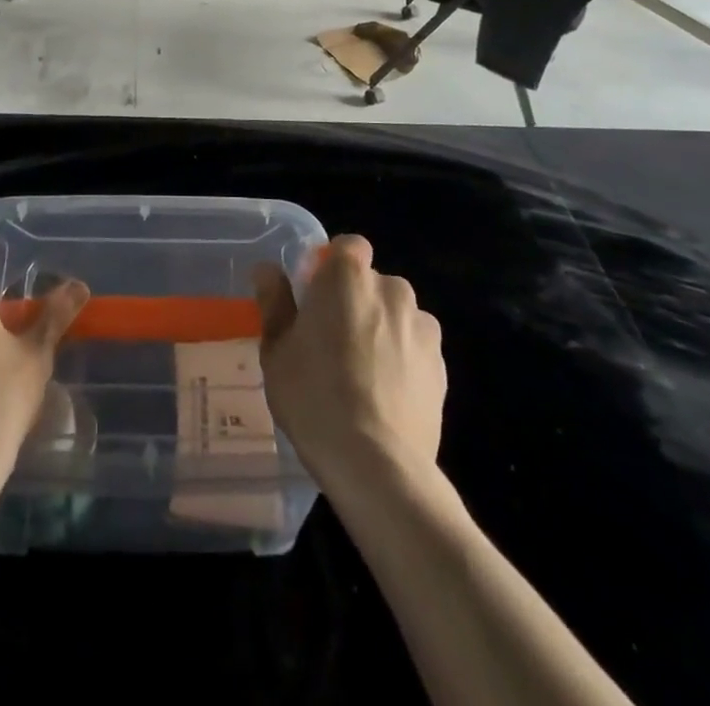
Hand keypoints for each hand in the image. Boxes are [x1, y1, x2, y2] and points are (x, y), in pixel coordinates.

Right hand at [255, 235, 445, 491]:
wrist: (376, 464)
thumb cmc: (314, 396)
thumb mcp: (276, 350)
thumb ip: (274, 302)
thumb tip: (268, 270)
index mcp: (347, 277)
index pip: (348, 246)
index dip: (332, 266)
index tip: (315, 296)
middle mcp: (391, 290)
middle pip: (373, 282)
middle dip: (356, 300)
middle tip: (332, 340)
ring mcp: (422, 328)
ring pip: (397, 315)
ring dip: (382, 328)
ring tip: (363, 373)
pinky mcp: (441, 366)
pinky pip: (416, 347)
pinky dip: (403, 359)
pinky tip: (385, 396)